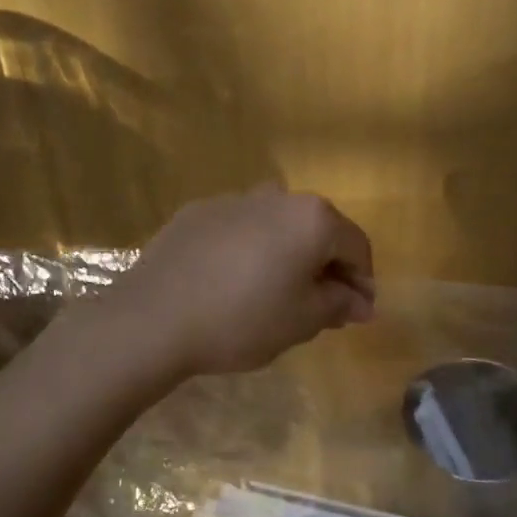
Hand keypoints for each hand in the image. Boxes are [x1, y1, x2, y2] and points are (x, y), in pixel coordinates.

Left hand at [105, 187, 374, 378]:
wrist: (153, 318)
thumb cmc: (242, 320)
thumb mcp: (302, 320)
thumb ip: (339, 304)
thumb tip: (362, 302)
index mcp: (312, 218)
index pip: (356, 246)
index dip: (363, 281)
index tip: (358, 313)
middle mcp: (277, 196)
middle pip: (316, 231)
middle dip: (326, 268)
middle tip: (321, 308)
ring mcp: (233, 200)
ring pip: (276, 228)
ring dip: (287, 257)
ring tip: (275, 296)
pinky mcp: (197, 212)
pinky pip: (239, 230)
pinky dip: (249, 252)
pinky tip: (233, 284)